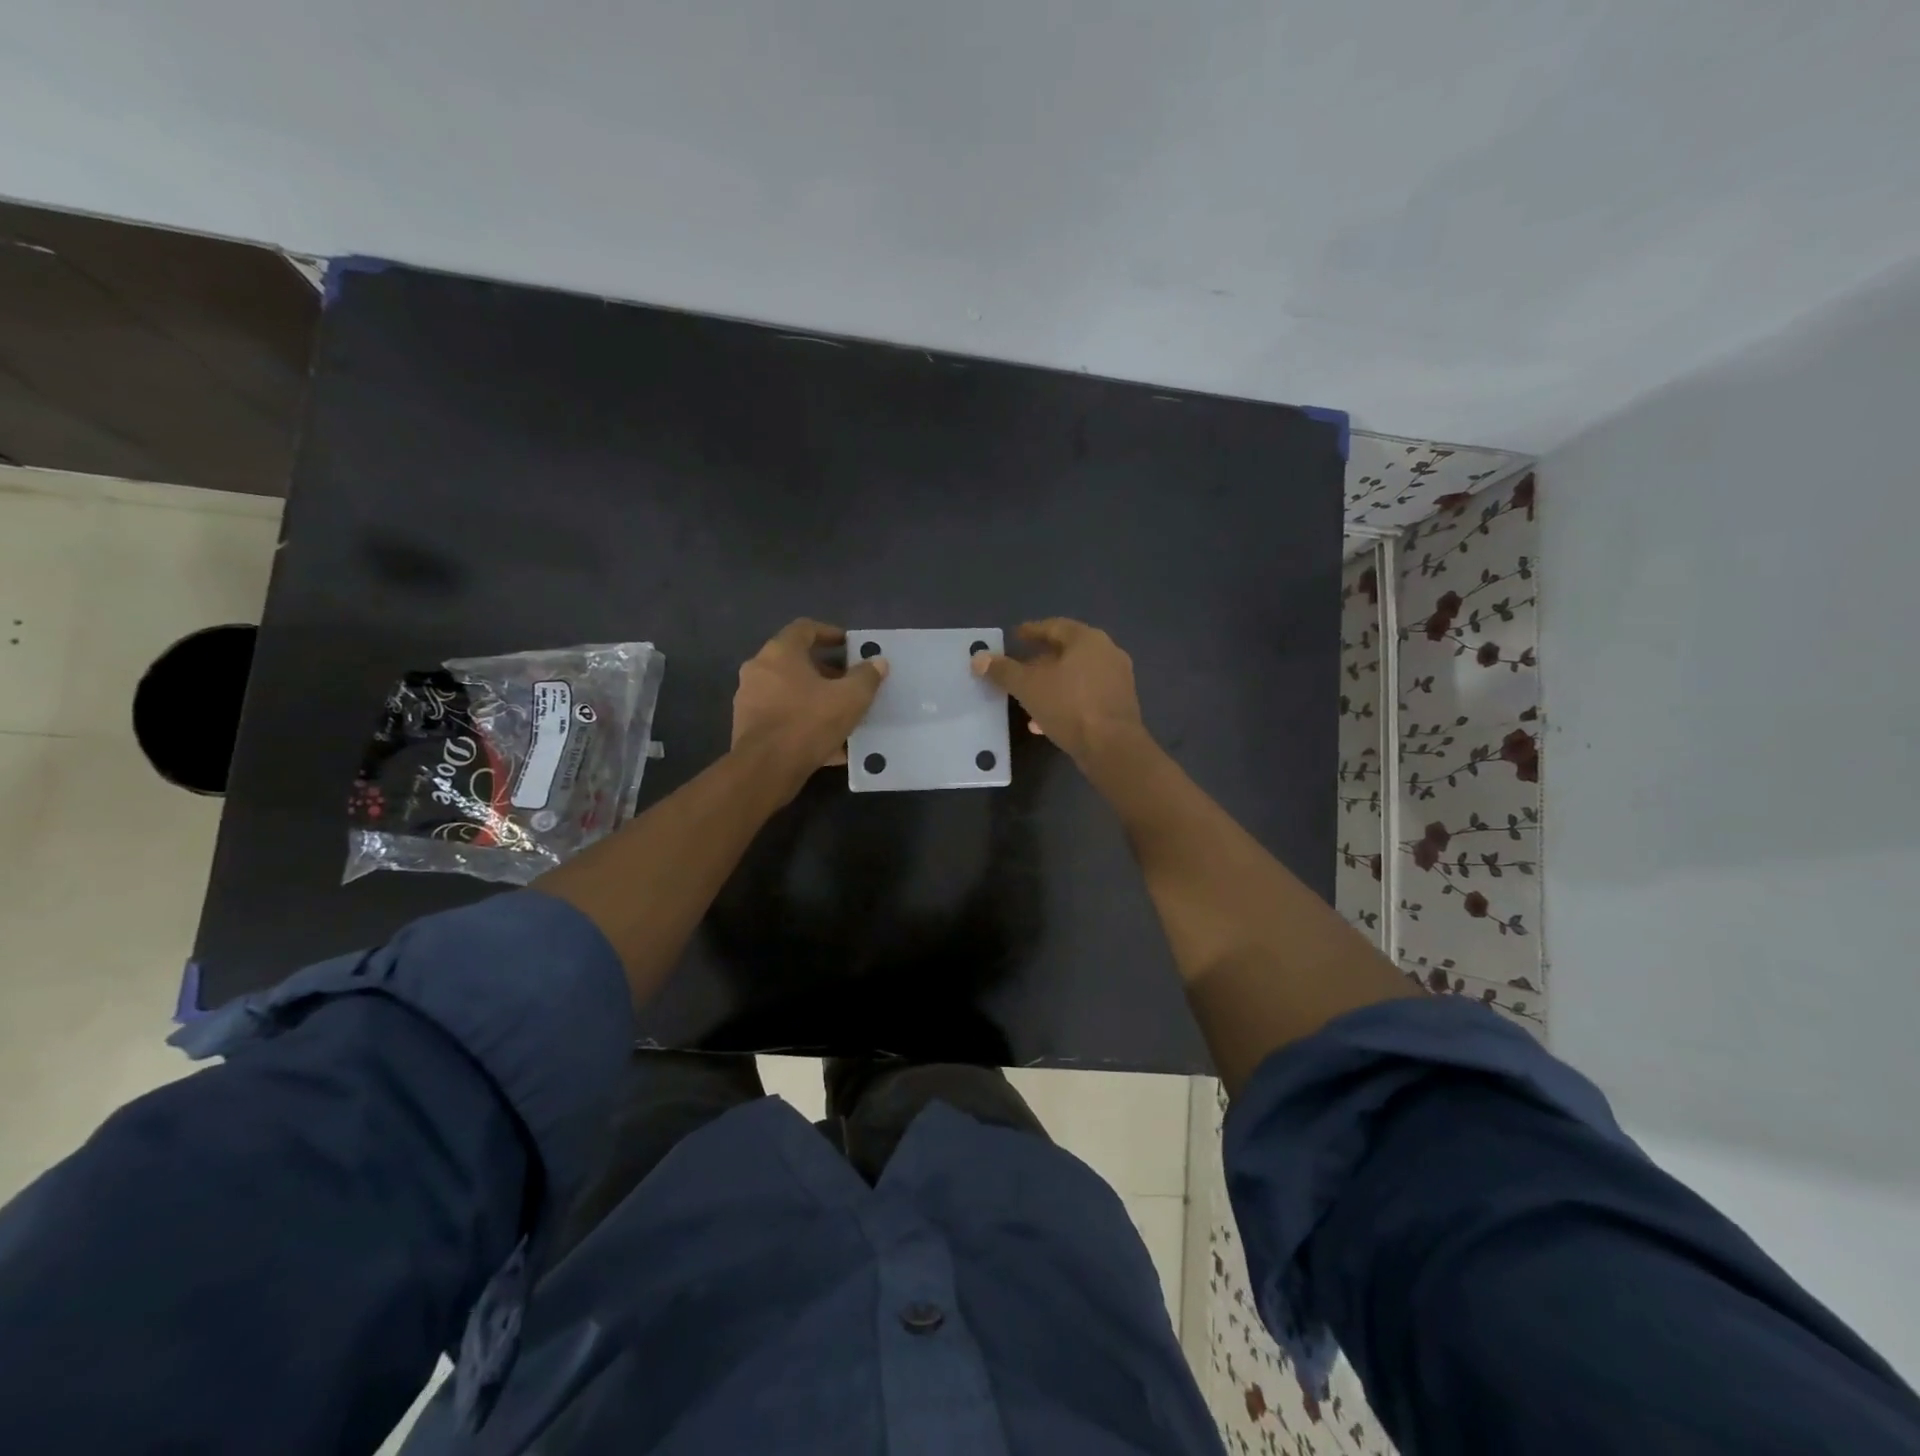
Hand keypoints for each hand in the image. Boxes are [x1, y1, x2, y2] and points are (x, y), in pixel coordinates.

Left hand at [731, 619, 887, 789]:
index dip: (829, 633)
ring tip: (842, 716)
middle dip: (826, 672)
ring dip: (815, 699)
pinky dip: (804, 723)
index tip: (849, 646)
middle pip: (796, 662)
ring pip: (789, 692)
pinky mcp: (748, 727)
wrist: (766, 769)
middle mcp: (759, 670)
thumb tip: (877, 662)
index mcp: (780, 653)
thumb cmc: (809, 722)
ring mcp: (749, 699)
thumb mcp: (850, 698)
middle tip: (850, 684)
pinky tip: (829, 745)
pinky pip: (783, 718)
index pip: (805, 628)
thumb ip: (866, 677)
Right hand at [971, 618, 1144, 762]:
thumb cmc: (1069, 706)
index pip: (1054, 626)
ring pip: (1075, 676)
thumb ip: (1003, 670)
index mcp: (1087, 639)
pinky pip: (1085, 695)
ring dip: (1050, 684)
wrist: (1112, 747)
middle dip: (1039, 661)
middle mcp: (1107, 652)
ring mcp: (1117, 679)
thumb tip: (978, 657)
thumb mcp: (1028, 686)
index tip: (1014, 637)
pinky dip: (1064, 701)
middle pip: (1066, 651)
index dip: (1030, 631)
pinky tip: (1044, 720)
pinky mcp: (1119, 705)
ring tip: (1027, 698)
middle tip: (1018, 669)